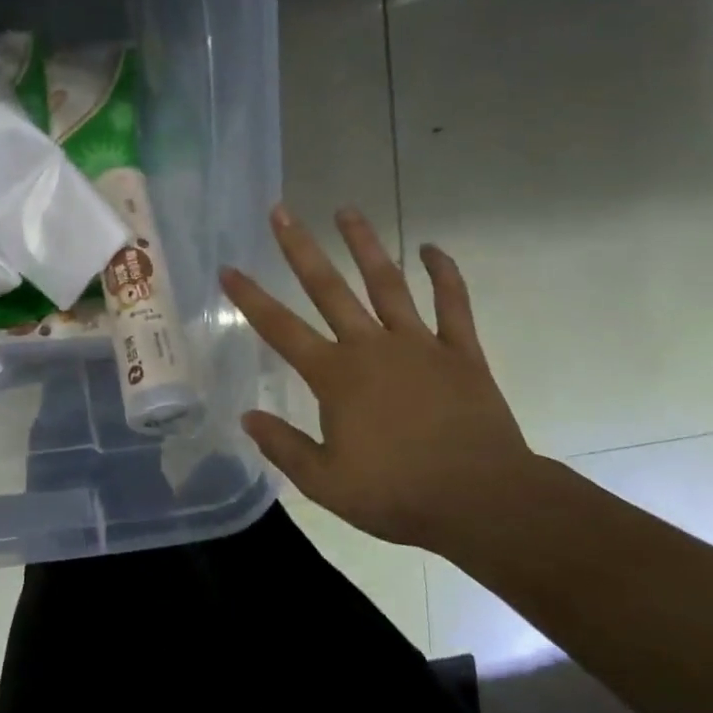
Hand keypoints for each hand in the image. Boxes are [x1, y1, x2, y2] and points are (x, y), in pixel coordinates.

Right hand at [221, 205, 533, 548]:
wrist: (484, 501)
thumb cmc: (398, 494)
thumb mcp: (326, 483)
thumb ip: (284, 446)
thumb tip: (248, 417)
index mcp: (336, 376)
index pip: (281, 329)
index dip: (250, 298)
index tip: (228, 269)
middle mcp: (371, 346)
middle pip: (328, 288)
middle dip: (300, 248)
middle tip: (281, 211)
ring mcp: (418, 343)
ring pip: (386, 283)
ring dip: (364, 245)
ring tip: (346, 210)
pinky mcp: (460, 352)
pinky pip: (453, 305)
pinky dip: (444, 274)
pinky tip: (432, 248)